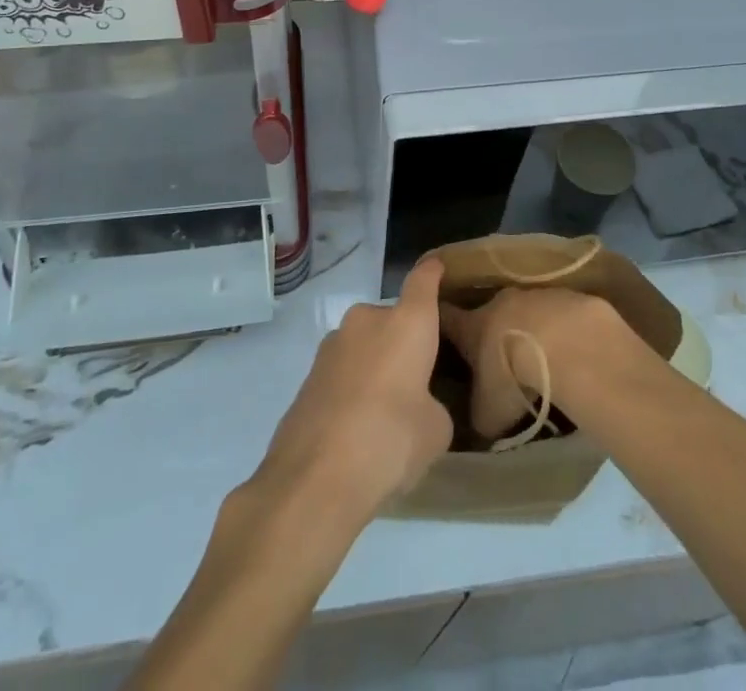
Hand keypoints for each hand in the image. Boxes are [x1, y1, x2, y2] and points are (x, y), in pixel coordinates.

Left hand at [248, 257, 452, 528]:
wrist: (313, 478)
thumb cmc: (390, 441)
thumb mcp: (435, 430)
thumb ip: (432, 405)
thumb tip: (417, 405)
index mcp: (407, 322)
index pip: (423, 280)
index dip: (432, 273)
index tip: (437, 267)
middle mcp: (368, 320)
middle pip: (392, 319)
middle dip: (403, 343)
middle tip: (415, 381)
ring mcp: (332, 344)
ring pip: (365, 346)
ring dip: (375, 366)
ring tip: (383, 413)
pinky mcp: (308, 374)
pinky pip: (343, 372)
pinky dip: (352, 389)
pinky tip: (355, 429)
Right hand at [438, 286, 633, 438]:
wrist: (561, 343)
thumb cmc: (512, 376)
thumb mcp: (488, 412)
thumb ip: (480, 415)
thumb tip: (480, 422)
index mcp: (472, 326)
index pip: (448, 318)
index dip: (442, 321)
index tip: (436, 322)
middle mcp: (499, 303)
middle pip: (490, 312)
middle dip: (494, 330)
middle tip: (500, 355)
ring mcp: (534, 295)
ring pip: (526, 311)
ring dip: (530, 329)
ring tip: (541, 355)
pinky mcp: (566, 296)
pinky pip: (559, 313)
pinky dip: (560, 329)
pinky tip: (570, 350)